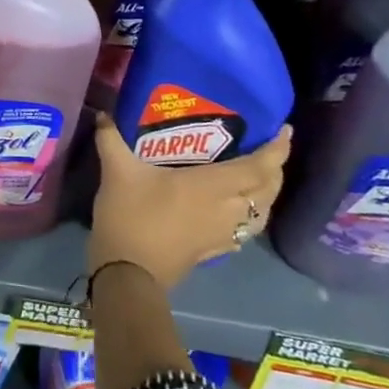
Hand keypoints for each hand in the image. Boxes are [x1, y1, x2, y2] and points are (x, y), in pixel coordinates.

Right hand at [87, 117, 291, 289]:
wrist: (128, 275)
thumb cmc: (130, 216)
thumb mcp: (117, 170)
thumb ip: (110, 137)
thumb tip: (102, 112)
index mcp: (212, 186)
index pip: (259, 168)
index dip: (277, 151)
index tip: (285, 131)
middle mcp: (226, 209)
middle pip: (268, 191)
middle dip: (276, 169)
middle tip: (270, 149)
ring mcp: (222, 234)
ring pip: (261, 214)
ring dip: (267, 195)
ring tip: (259, 177)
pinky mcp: (213, 250)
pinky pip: (245, 230)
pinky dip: (250, 216)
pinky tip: (236, 211)